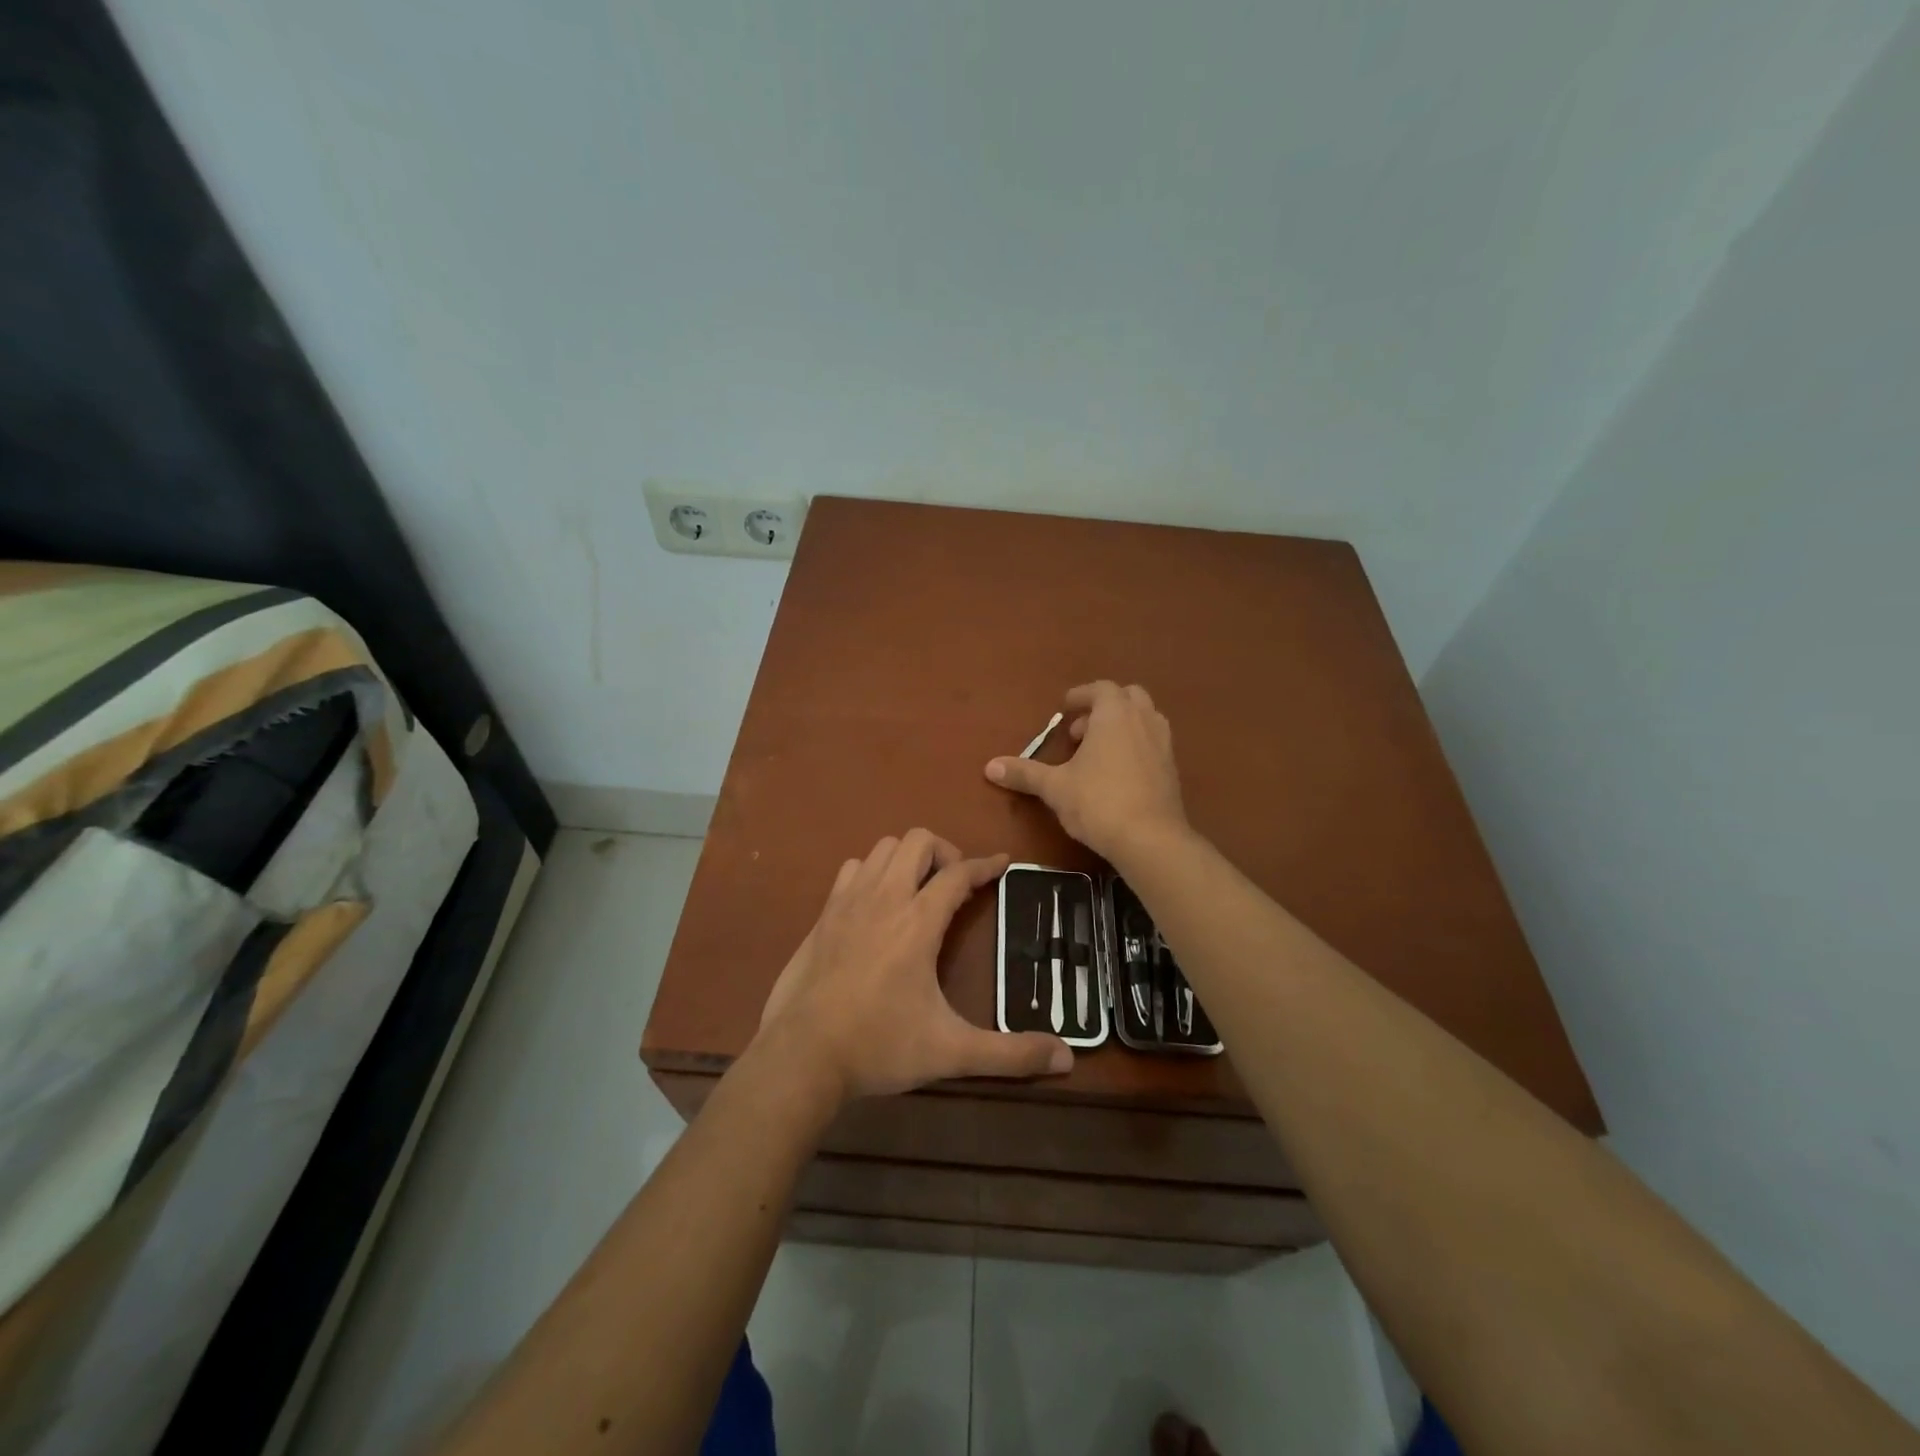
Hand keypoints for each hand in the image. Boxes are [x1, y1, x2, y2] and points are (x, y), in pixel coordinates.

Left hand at [756, 829, 1073, 1101]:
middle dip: (944, 852)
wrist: (802, 1055)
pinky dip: (871, 872)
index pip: (958, 874)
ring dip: (906, 859)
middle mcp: (883, 898)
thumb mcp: (951, 1052)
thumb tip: (1066, 1059)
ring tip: (919, 890)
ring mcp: (848, 902)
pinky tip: (877, 904)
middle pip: (917, 841)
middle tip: (955, 886)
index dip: (984, 865)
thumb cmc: (879, 1046)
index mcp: (917, 922)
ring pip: (882, 849)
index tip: (1002, 862)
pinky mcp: (823, 914)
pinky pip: (852, 868)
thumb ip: (1010, 1055)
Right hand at [984, 681, 1187, 862]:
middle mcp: (1144, 720)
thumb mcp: (1055, 787)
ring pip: (1145, 719)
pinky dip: (1136, 746)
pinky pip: (1153, 743)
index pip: (1100, 689)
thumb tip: (989, 766)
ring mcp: (1163, 744)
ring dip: (1122, 725)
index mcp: (1115, 714)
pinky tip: (1118, 774)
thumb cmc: (1098, 802)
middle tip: (1080, 731)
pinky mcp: (1172, 769)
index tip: (1065, 707)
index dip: (1081, 695)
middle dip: (1104, 707)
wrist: (1151, 839)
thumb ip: (1024, 773)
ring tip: (1098, 751)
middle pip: (1128, 697)